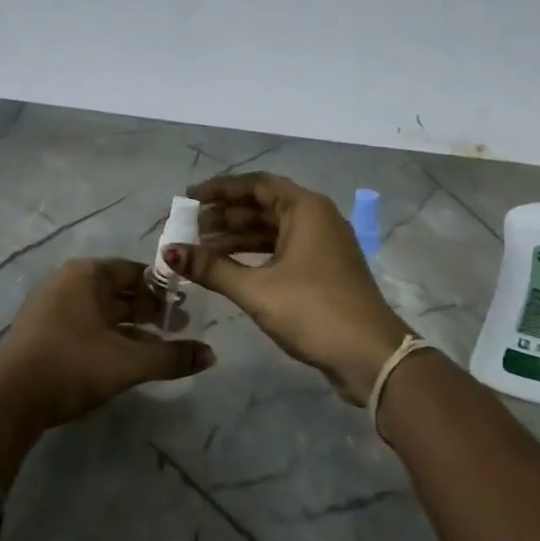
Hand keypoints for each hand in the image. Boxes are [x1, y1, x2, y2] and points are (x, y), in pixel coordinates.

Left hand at [0, 258, 214, 430]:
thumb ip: (172, 357)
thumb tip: (211, 355)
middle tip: (177, 331)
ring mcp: (50, 306)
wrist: (9, 401)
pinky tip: (124, 361)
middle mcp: (67, 281)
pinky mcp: (41, 331)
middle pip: (118, 290)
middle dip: (149, 310)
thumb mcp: (128, 362)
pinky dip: (108, 338)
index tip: (185, 312)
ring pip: (101, 311)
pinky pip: (84, 325)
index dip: (163, 291)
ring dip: (130, 328)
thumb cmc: (72, 366)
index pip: (135, 272)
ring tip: (157, 349)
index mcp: (87, 274)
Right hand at [167, 174, 413, 403]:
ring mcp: (322, 245)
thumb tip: (169, 251)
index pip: (256, 185)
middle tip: (188, 228)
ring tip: (199, 250)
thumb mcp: (256, 289)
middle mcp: (316, 218)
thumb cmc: (313, 310)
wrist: (370, 356)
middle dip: (224, 216)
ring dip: (237, 238)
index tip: (189, 197)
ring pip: (272, 231)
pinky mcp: (323, 270)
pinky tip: (228, 268)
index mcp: (306, 208)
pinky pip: (281, 250)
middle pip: (263, 206)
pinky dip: (254, 255)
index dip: (220, 189)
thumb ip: (211, 268)